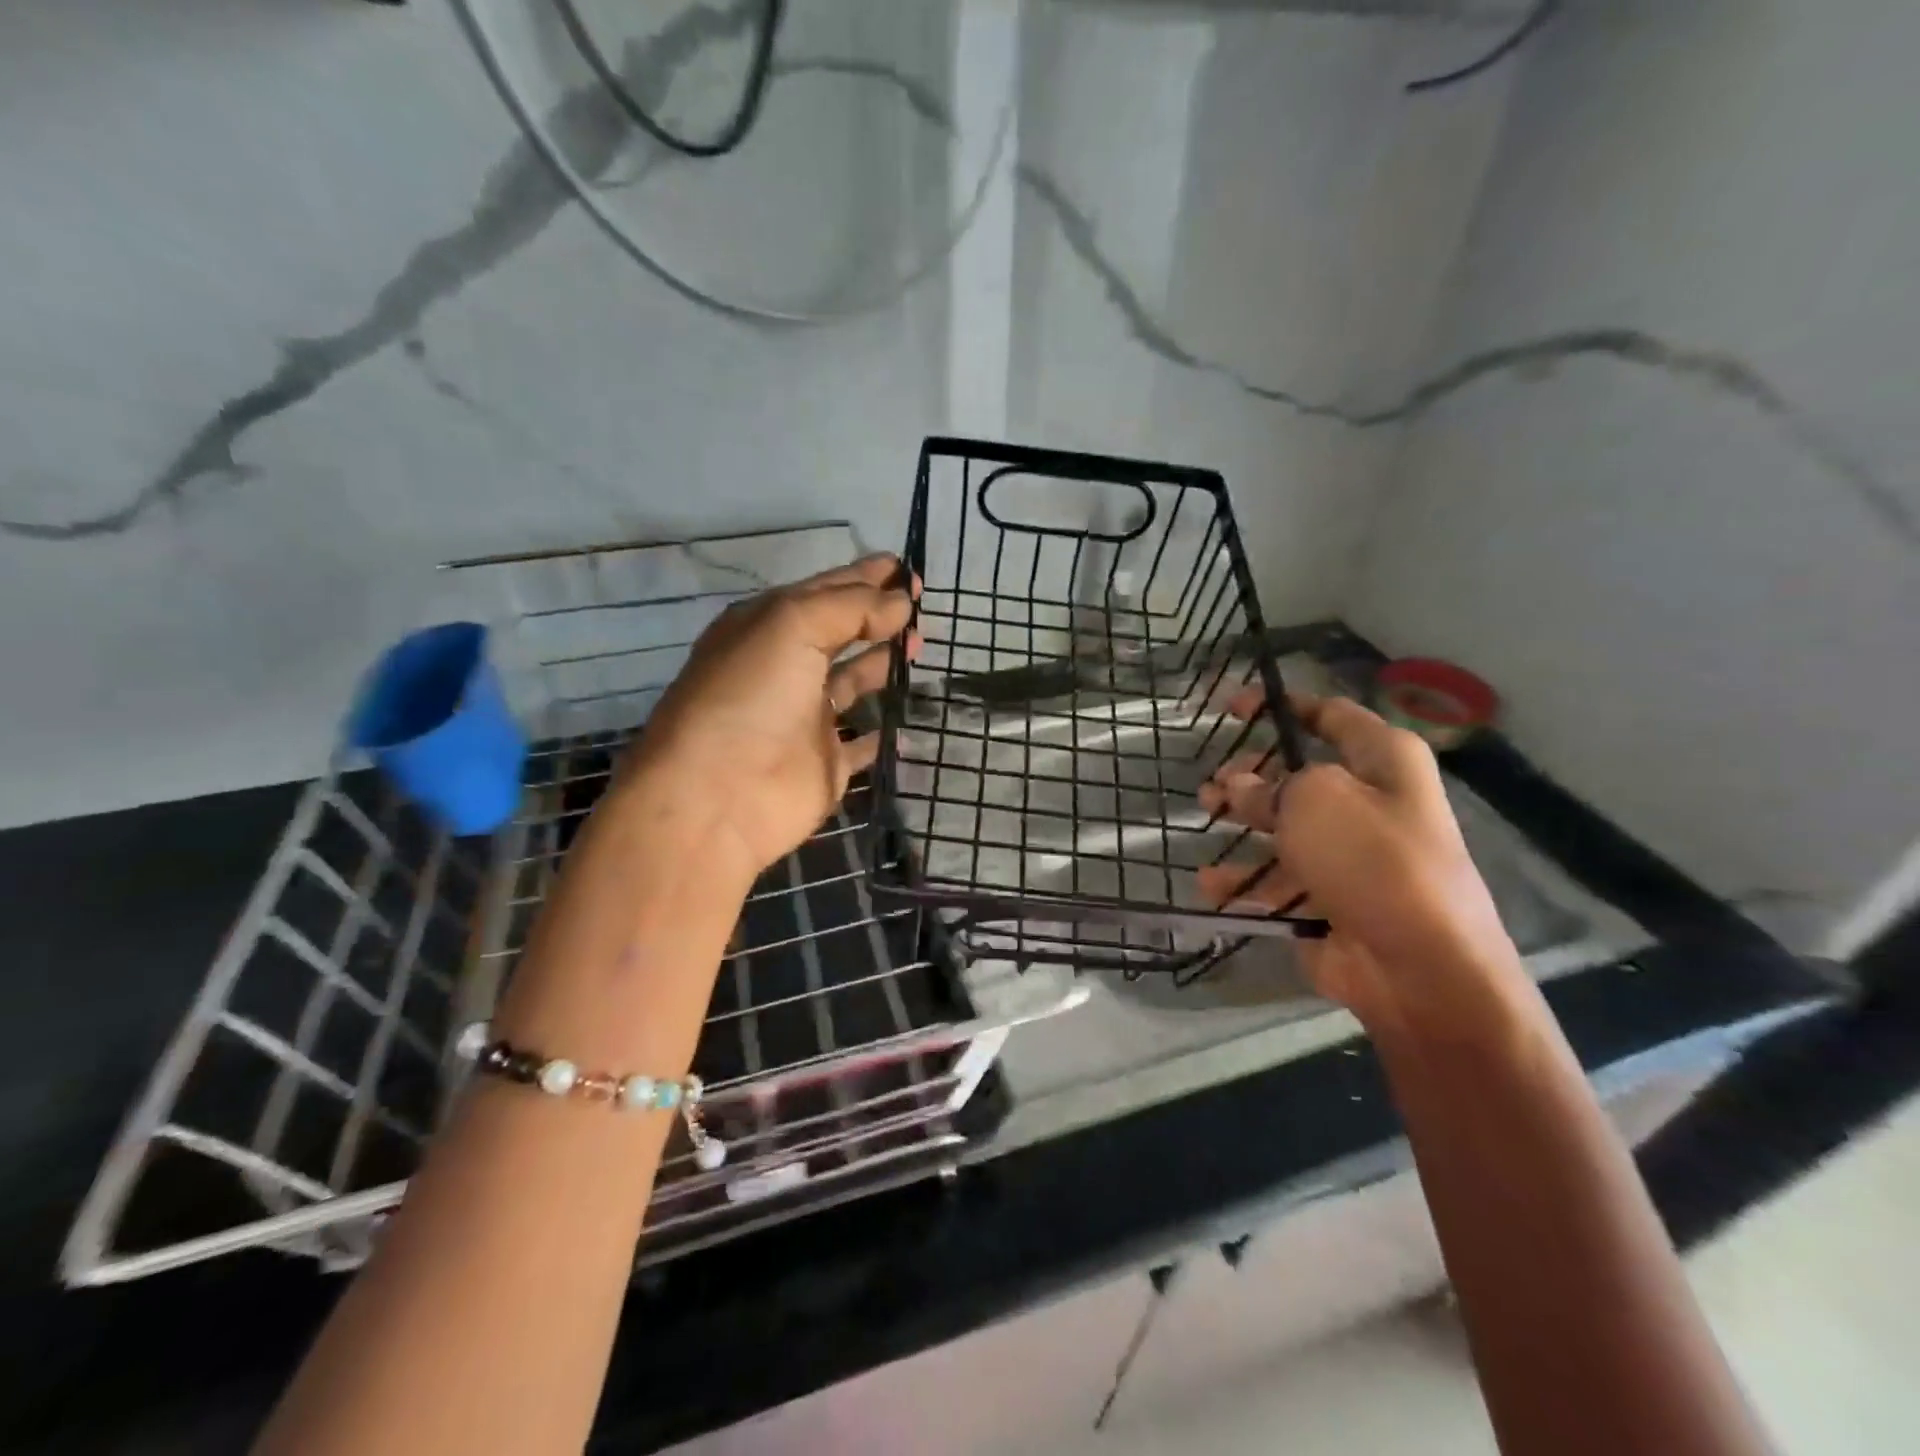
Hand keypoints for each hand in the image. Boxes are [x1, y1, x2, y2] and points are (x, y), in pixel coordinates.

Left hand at [621, 554, 917, 877]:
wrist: (718, 797)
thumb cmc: (750, 696)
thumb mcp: (792, 627)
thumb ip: (850, 607)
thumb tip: (899, 603)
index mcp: (767, 627)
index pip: (825, 591)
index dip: (866, 577)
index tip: (908, 570)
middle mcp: (786, 668)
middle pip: (841, 632)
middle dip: (879, 616)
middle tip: (922, 606)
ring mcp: (807, 717)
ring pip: (854, 681)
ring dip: (884, 663)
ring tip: (922, 646)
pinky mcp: (826, 762)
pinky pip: (864, 741)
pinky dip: (888, 731)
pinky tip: (913, 715)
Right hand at [1196, 688, 1521, 1034]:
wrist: (1421, 968)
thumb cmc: (1372, 859)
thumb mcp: (1314, 800)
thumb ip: (1268, 785)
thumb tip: (1240, 787)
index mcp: (1384, 761)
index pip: (1329, 715)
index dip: (1281, 706)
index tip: (1231, 709)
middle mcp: (1372, 802)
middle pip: (1299, 775)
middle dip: (1250, 776)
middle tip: (1212, 784)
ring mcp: (1353, 854)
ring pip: (1285, 827)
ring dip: (1242, 824)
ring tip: (1204, 820)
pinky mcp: (1333, 899)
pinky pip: (1281, 880)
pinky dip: (1247, 881)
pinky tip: (1213, 885)